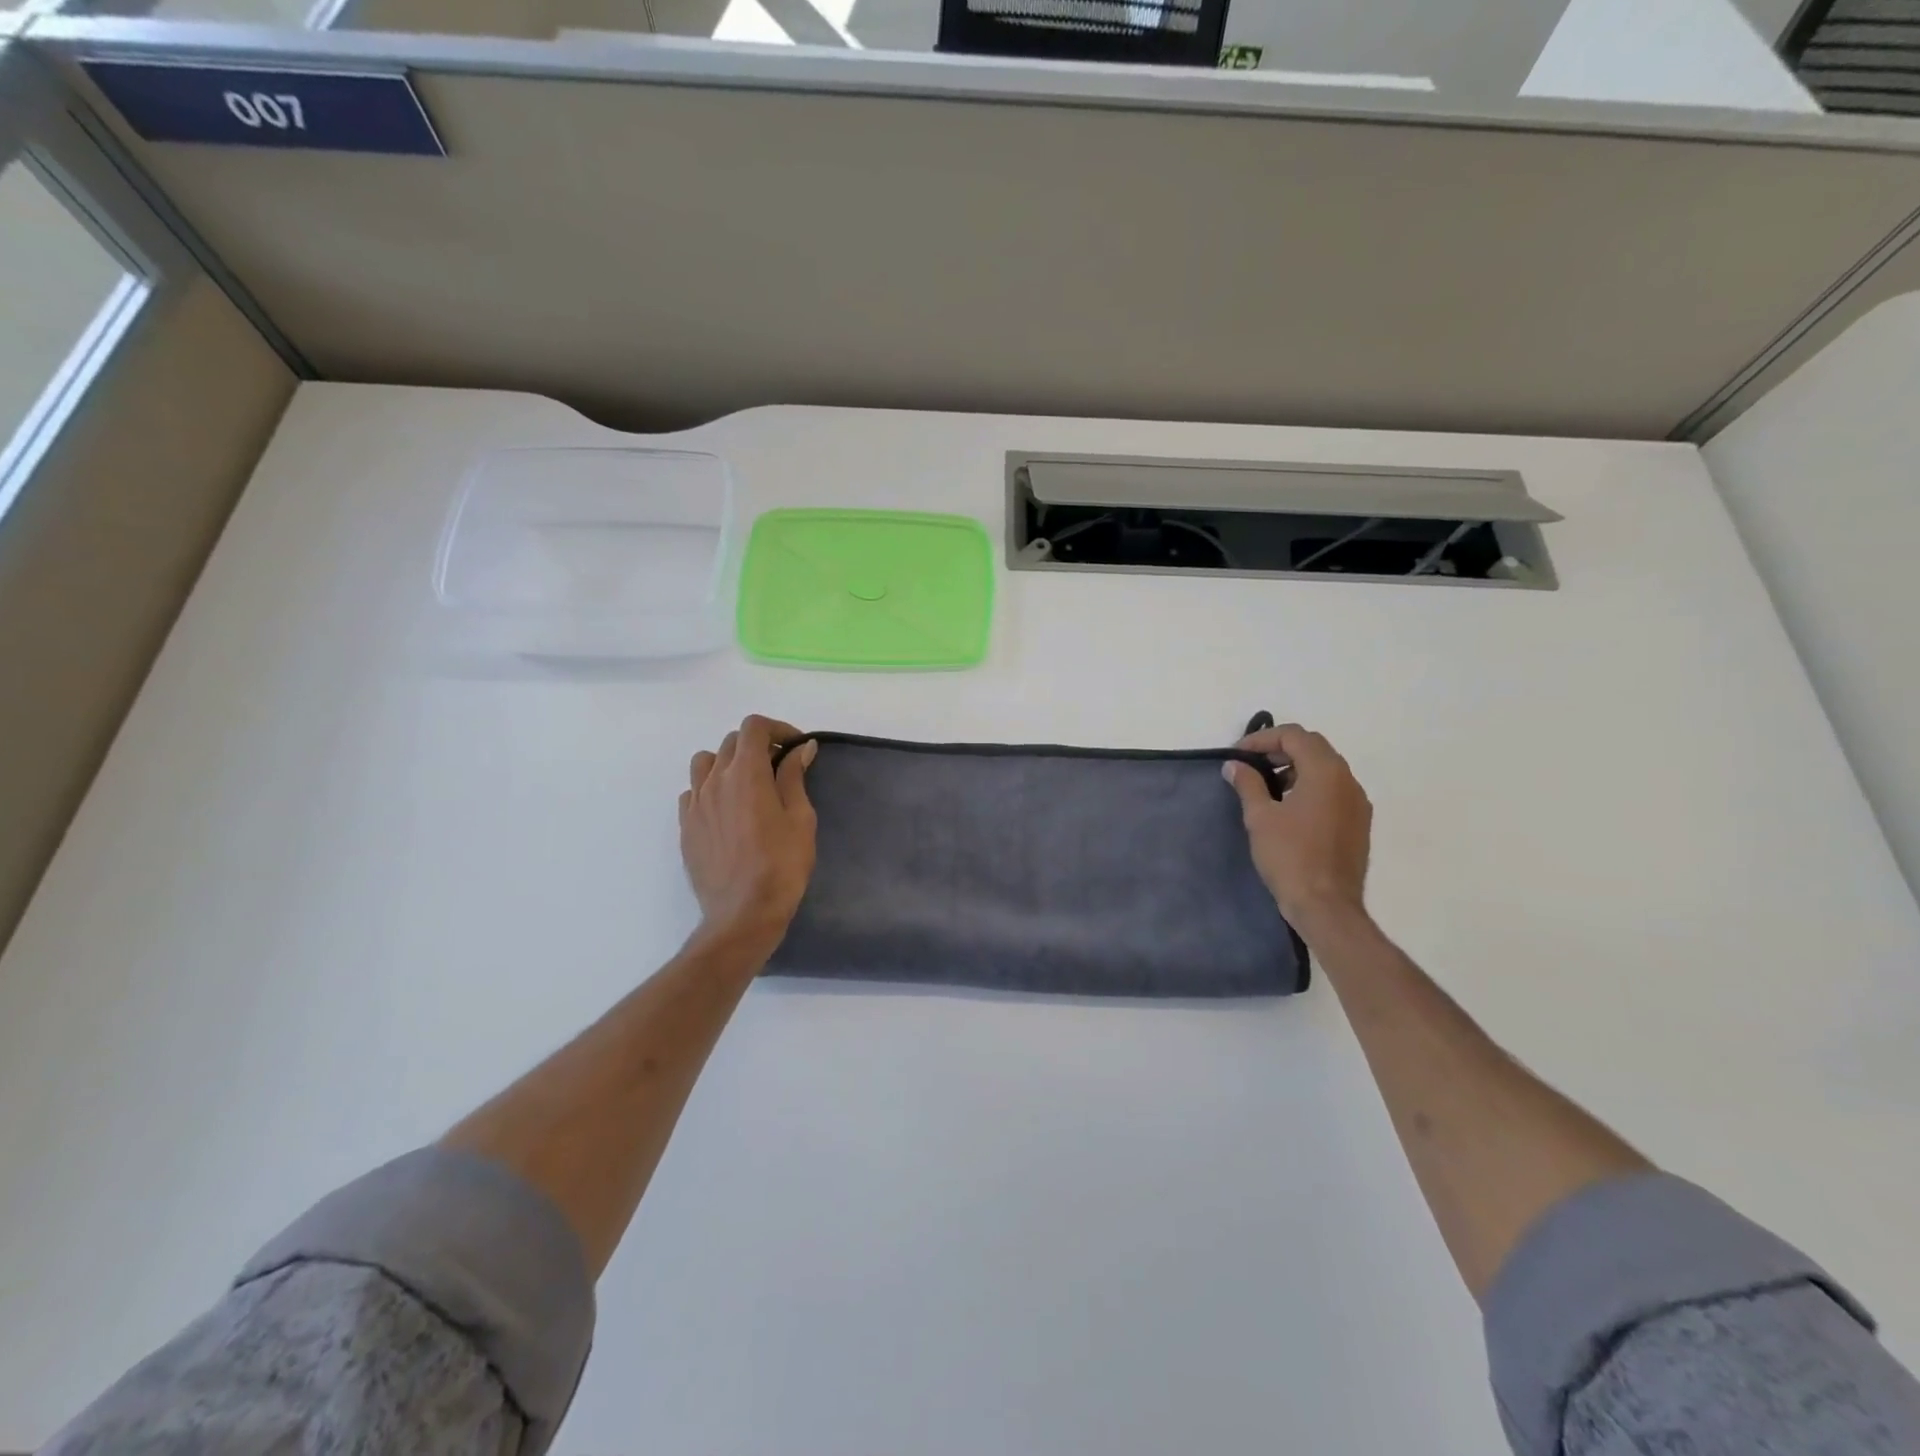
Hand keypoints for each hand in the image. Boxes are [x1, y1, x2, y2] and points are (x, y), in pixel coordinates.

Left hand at [680, 715, 817, 948]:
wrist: (743, 914)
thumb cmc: (782, 865)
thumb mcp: (800, 818)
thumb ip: (794, 777)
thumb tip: (800, 748)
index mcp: (746, 773)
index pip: (753, 727)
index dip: (777, 729)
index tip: (796, 747)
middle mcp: (714, 781)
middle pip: (731, 743)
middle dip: (758, 746)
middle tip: (781, 767)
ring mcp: (695, 804)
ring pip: (705, 763)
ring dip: (728, 763)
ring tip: (748, 785)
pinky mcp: (686, 827)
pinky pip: (693, 792)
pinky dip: (711, 789)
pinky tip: (728, 810)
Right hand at [1223, 722, 1371, 930]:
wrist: (1326, 906)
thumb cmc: (1290, 857)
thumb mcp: (1260, 817)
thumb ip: (1247, 784)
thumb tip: (1234, 765)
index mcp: (1325, 772)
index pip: (1294, 735)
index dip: (1262, 739)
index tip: (1238, 756)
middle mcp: (1348, 780)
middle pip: (1313, 747)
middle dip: (1279, 750)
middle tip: (1251, 766)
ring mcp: (1357, 802)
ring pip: (1325, 769)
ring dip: (1295, 768)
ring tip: (1266, 788)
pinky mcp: (1359, 823)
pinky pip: (1333, 790)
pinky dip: (1310, 787)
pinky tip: (1288, 810)